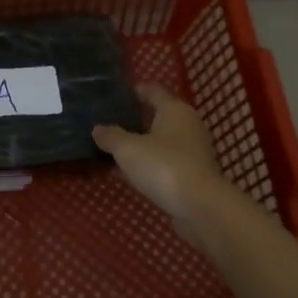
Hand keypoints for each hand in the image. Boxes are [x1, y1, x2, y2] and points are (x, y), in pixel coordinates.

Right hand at [93, 85, 228, 236]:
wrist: (199, 206)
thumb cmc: (163, 166)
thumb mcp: (127, 149)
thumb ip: (110, 136)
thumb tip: (98, 129)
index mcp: (174, 110)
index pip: (152, 91)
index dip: (134, 91)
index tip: (115, 93)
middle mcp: (188, 125)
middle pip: (157, 116)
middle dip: (134, 120)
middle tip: (109, 122)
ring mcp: (192, 151)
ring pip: (160, 142)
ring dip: (140, 144)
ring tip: (114, 148)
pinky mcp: (192, 174)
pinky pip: (164, 162)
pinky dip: (148, 164)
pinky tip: (128, 172)